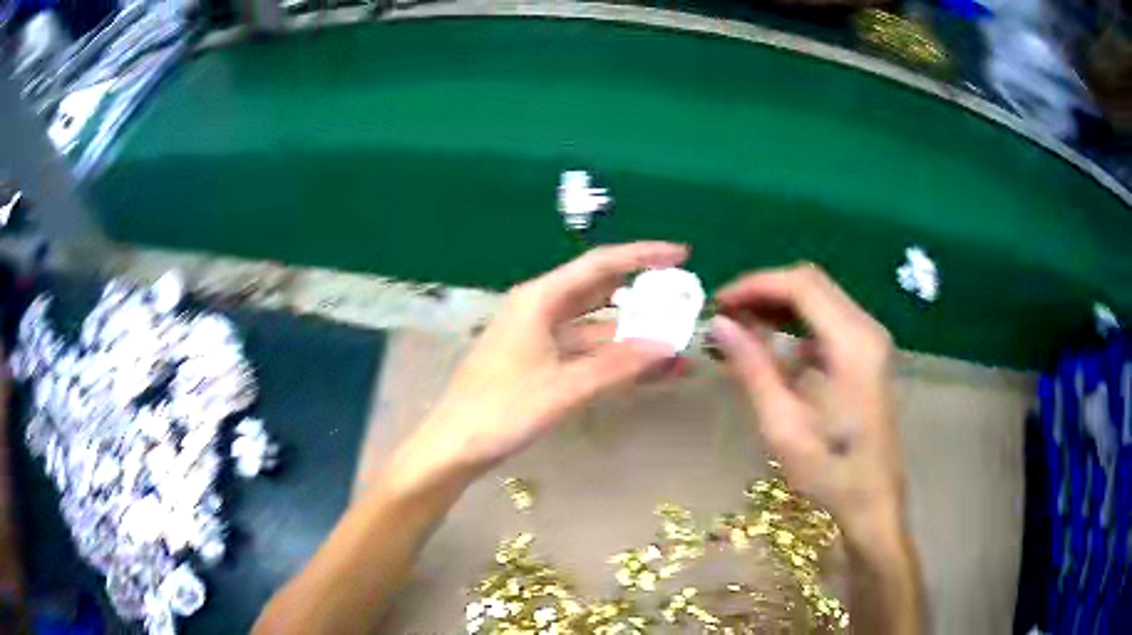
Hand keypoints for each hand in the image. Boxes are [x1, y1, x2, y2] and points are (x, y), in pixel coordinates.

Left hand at [394, 242, 687, 485]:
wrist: (453, 446)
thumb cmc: (501, 411)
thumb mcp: (563, 388)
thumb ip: (617, 366)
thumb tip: (668, 345)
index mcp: (540, 299)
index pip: (600, 265)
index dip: (643, 256)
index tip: (682, 255)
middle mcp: (540, 309)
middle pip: (601, 293)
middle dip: (644, 296)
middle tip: (685, 302)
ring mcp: (540, 337)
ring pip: (597, 327)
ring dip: (634, 336)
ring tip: (678, 345)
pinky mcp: (540, 363)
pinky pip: (586, 353)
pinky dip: (615, 359)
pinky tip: (648, 371)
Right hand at [709, 264, 906, 542]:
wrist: (874, 502)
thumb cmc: (830, 471)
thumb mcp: (783, 425)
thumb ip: (753, 368)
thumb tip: (720, 324)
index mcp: (852, 343)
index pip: (801, 285)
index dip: (755, 284)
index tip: (719, 304)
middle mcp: (868, 329)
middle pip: (812, 283)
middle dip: (765, 290)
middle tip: (727, 315)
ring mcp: (872, 340)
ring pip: (821, 298)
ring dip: (780, 304)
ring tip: (741, 326)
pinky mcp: (870, 354)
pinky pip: (829, 319)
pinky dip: (797, 321)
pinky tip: (773, 344)